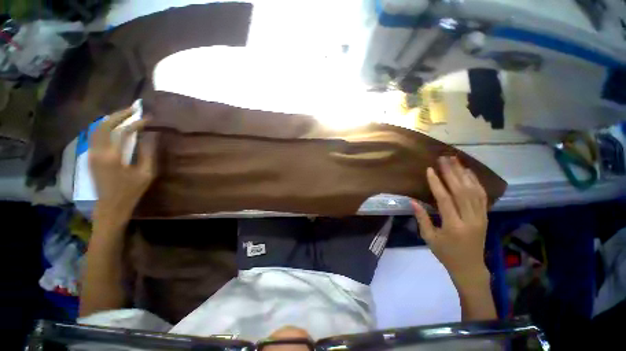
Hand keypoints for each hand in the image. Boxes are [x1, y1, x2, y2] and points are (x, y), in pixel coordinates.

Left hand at [89, 107, 155, 219]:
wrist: (110, 205)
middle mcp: (98, 151)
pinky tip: (114, 127)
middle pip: (104, 125)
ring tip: (124, 115)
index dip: (136, 123)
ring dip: (110, 119)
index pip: (123, 131)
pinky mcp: (91, 157)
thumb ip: (147, 153)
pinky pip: (95, 136)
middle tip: (133, 109)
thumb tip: (150, 137)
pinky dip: (105, 127)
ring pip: (97, 128)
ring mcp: (91, 153)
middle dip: (119, 114)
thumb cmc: (131, 191)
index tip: (148, 118)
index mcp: (112, 156)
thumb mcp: (146, 173)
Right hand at [412, 156, 488, 286]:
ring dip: (464, 174)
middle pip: (461, 191)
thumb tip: (412, 201)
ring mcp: (481, 217)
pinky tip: (469, 172)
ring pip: (474, 191)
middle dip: (451, 173)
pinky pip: (482, 196)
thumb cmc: (446, 253)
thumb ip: (422, 219)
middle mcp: (470, 219)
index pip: (445, 200)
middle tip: (443, 159)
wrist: (470, 267)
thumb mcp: (429, 238)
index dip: (437, 183)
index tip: (430, 170)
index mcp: (454, 226)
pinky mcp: (485, 216)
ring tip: (455, 160)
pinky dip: (476, 182)